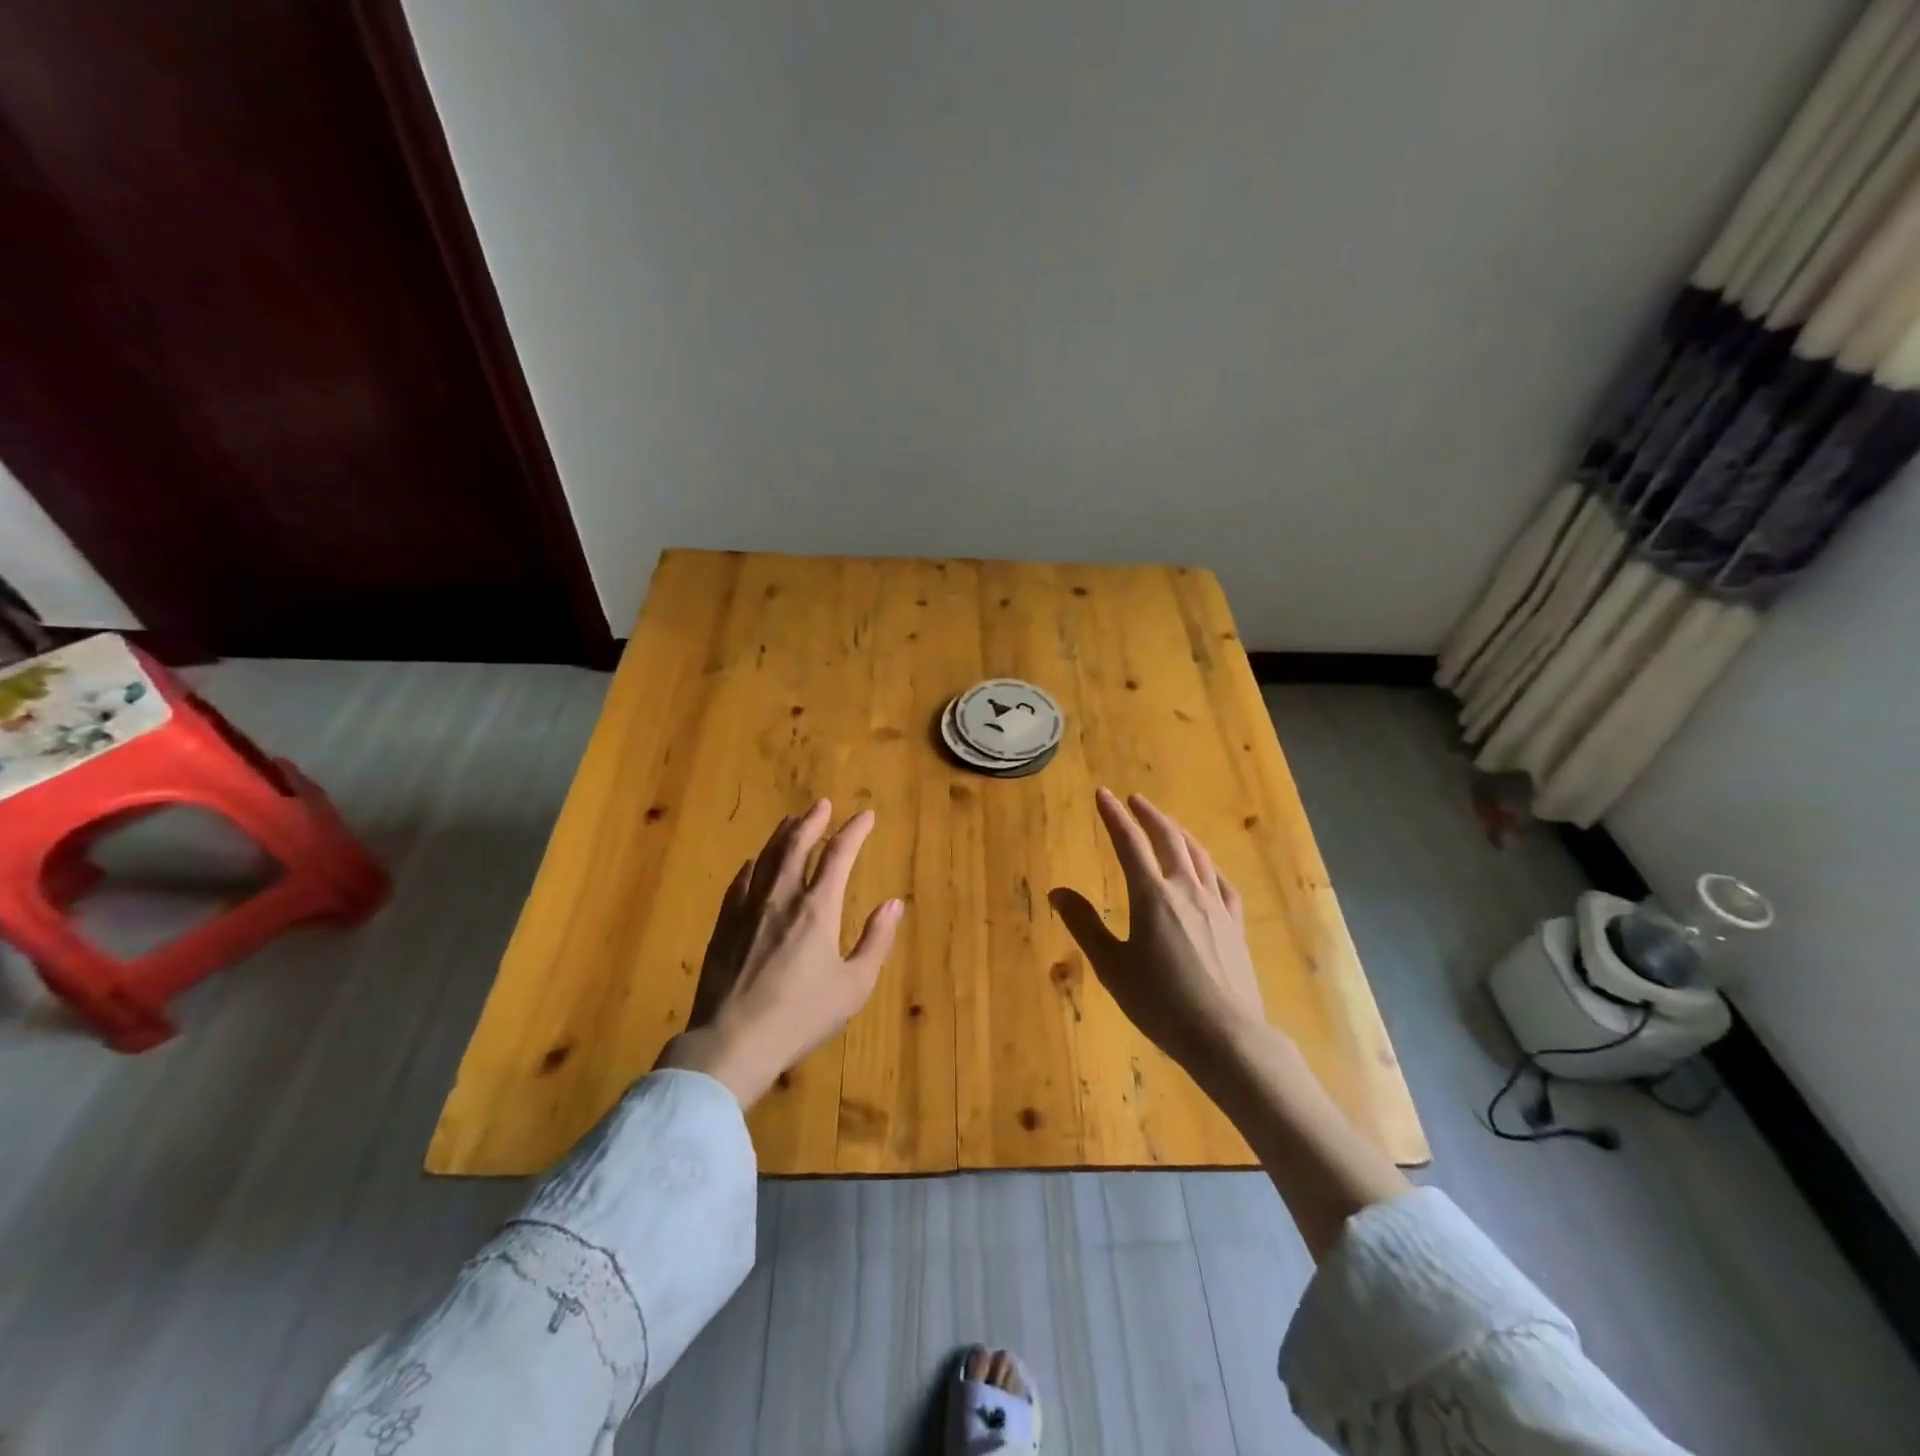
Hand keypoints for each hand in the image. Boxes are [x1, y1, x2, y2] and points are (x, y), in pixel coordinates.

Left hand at [656, 799, 903, 1106]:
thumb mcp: (853, 986)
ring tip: (792, 820)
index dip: (854, 831)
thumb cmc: (801, 1016)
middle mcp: (782, 897)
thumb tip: (892, 903)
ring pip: (767, 857)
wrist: (733, 1041)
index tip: (866, 816)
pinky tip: (754, 862)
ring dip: (783, 835)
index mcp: (818, 908)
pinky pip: (740, 882)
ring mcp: (748, 908)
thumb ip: (875, 941)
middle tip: (822, 804)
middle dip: (813, 821)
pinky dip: (753, 866)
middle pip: (797, 845)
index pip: (839, 855)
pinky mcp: (724, 925)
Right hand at [1050, 788, 1265, 1069]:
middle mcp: (1186, 889)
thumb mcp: (1112, 966)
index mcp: (1152, 895)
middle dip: (1149, 815)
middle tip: (1135, 800)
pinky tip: (1205, 866)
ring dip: (1178, 832)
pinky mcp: (1235, 924)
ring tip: (1166, 823)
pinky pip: (1220, 881)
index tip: (1103, 794)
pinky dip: (1207, 863)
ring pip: (1197, 854)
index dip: (1114, 816)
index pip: (1129, 842)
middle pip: (1168, 839)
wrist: (1226, 1035)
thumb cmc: (1161, 1003)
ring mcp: (1216, 905)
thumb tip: (1057, 891)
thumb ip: (1084, 925)